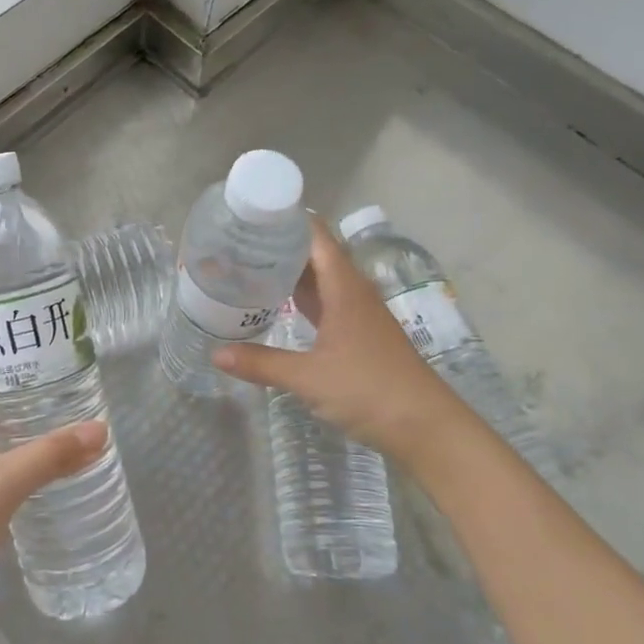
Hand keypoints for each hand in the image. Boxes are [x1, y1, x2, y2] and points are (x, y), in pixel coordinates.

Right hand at [213, 217, 471, 461]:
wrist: (427, 428)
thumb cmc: (370, 391)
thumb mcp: (309, 378)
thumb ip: (262, 363)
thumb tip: (216, 355)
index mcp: (344, 287)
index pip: (315, 235)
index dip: (286, 220)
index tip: (249, 215)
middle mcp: (352, 291)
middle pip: (314, 254)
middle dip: (279, 245)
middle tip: (235, 242)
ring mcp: (358, 313)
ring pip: (320, 279)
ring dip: (289, 271)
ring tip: (248, 266)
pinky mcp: (359, 334)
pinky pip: (325, 302)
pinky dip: (301, 298)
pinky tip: (277, 304)